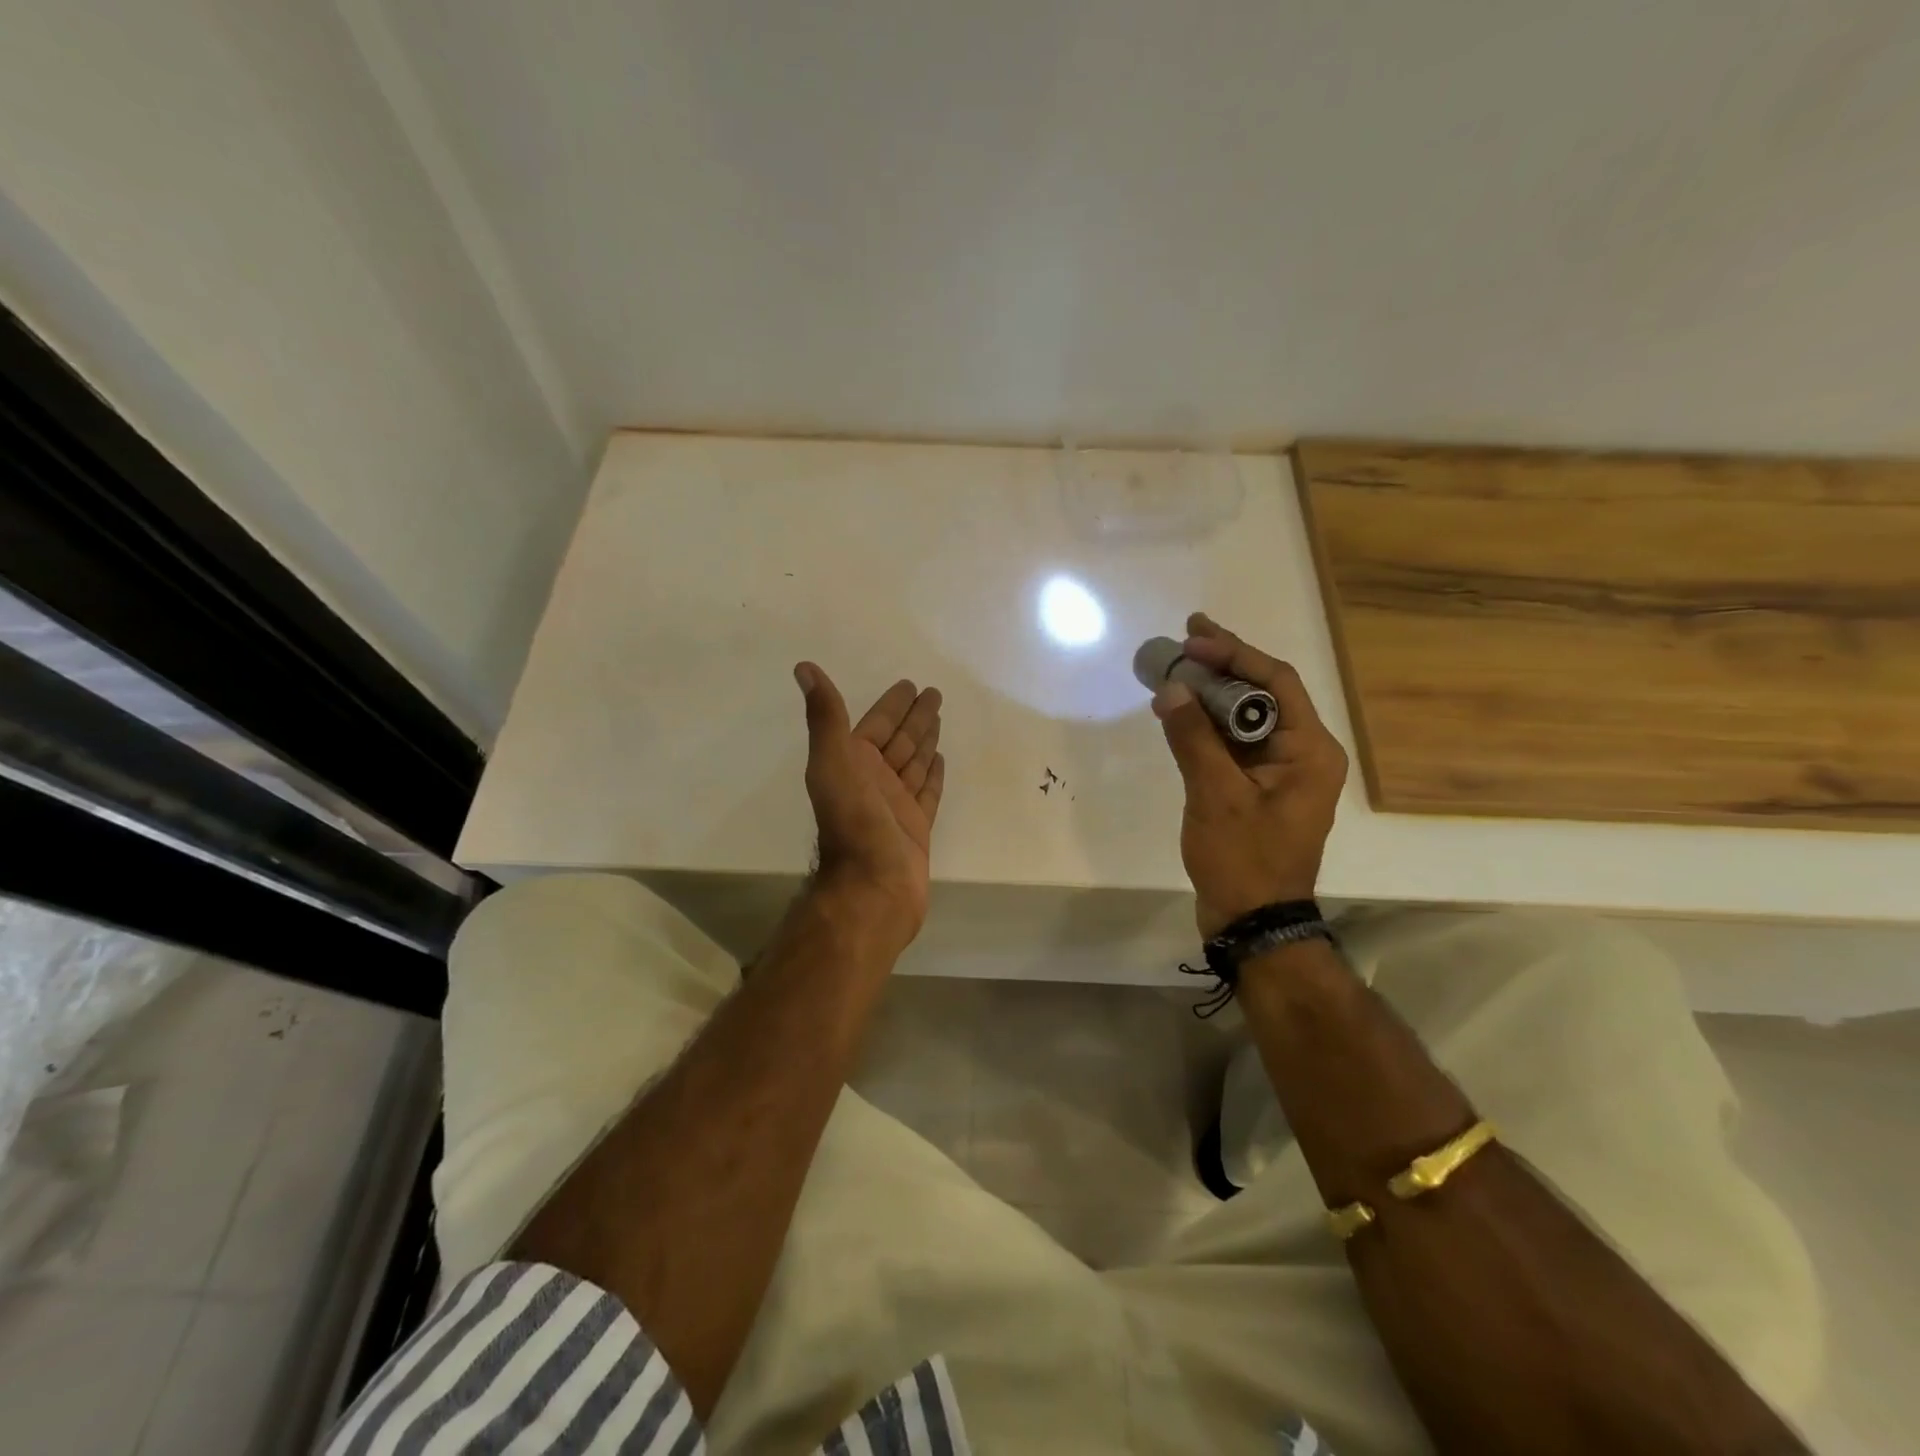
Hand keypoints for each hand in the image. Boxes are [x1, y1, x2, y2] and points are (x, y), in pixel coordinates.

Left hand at [794, 663, 945, 951]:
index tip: (910, 684)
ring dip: (926, 740)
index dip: (893, 704)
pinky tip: (941, 759)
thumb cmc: (854, 823)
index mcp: (852, 763)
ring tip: (940, 719)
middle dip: (915, 717)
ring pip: (914, 763)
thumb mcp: (833, 762)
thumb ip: (825, 717)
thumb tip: (804, 667)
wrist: (872, 888)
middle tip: (934, 693)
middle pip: (899, 740)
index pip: (877, 724)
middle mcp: (873, 781)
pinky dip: (933, 775)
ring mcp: (896, 805)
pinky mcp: (916, 827)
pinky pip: (927, 792)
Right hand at [1152, 613, 1347, 935]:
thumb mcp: (1215, 796)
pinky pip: (1234, 744)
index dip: (1234, 655)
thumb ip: (1194, 739)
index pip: (1276, 682)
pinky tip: (1179, 712)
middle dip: (1223, 665)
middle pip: (1263, 694)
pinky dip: (1207, 725)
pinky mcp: (1258, 788)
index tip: (1193, 640)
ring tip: (1174, 669)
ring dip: (1211, 693)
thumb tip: (1171, 690)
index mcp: (1310, 751)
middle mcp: (1303, 754)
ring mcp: (1280, 772)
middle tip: (1185, 638)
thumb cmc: (1243, 859)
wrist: (1252, 921)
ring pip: (1246, 718)